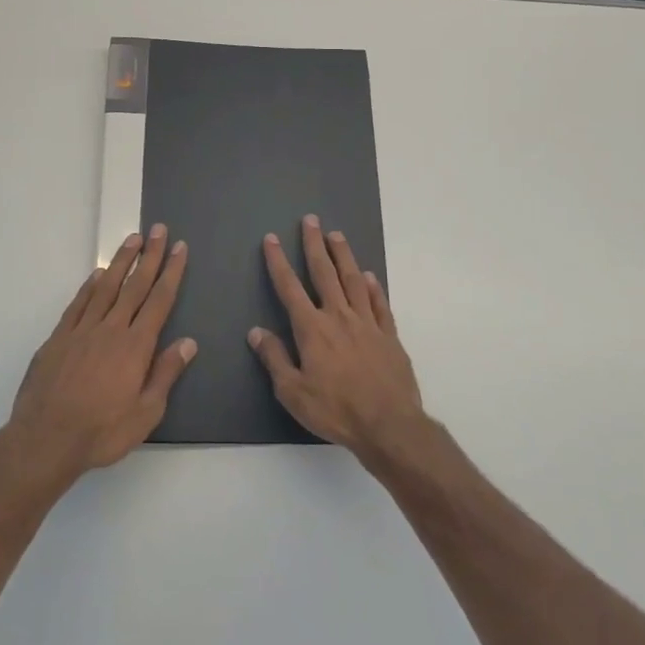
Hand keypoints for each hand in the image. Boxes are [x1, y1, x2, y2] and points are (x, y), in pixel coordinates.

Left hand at [7, 226, 195, 478]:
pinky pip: (78, 304)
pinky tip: (97, 274)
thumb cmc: (102, 432)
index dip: (171, 272)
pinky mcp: (58, 338)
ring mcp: (82, 331)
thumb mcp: (146, 413)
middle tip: (159, 230)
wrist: (45, 439)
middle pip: (135, 285)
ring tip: (133, 239)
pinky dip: (89, 286)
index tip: (179, 248)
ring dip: (121, 262)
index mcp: (136, 347)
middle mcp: (111, 330)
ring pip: (105, 287)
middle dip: (150, 256)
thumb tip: (188, 342)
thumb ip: (165, 374)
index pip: (159, 301)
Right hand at [248, 214, 423, 455]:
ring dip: (344, 256)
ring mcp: (367, 323)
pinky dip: (373, 287)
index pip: (290, 288)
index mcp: (312, 329)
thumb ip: (275, 359)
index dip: (279, 262)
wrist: (388, 424)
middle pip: (324, 273)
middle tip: (311, 220)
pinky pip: (379, 304)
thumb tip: (256, 332)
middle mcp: (339, 317)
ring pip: (353, 280)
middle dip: (315, 245)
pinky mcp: (389, 335)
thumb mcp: (293, 392)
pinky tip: (369, 276)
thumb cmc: (335, 410)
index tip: (272, 239)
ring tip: (337, 235)